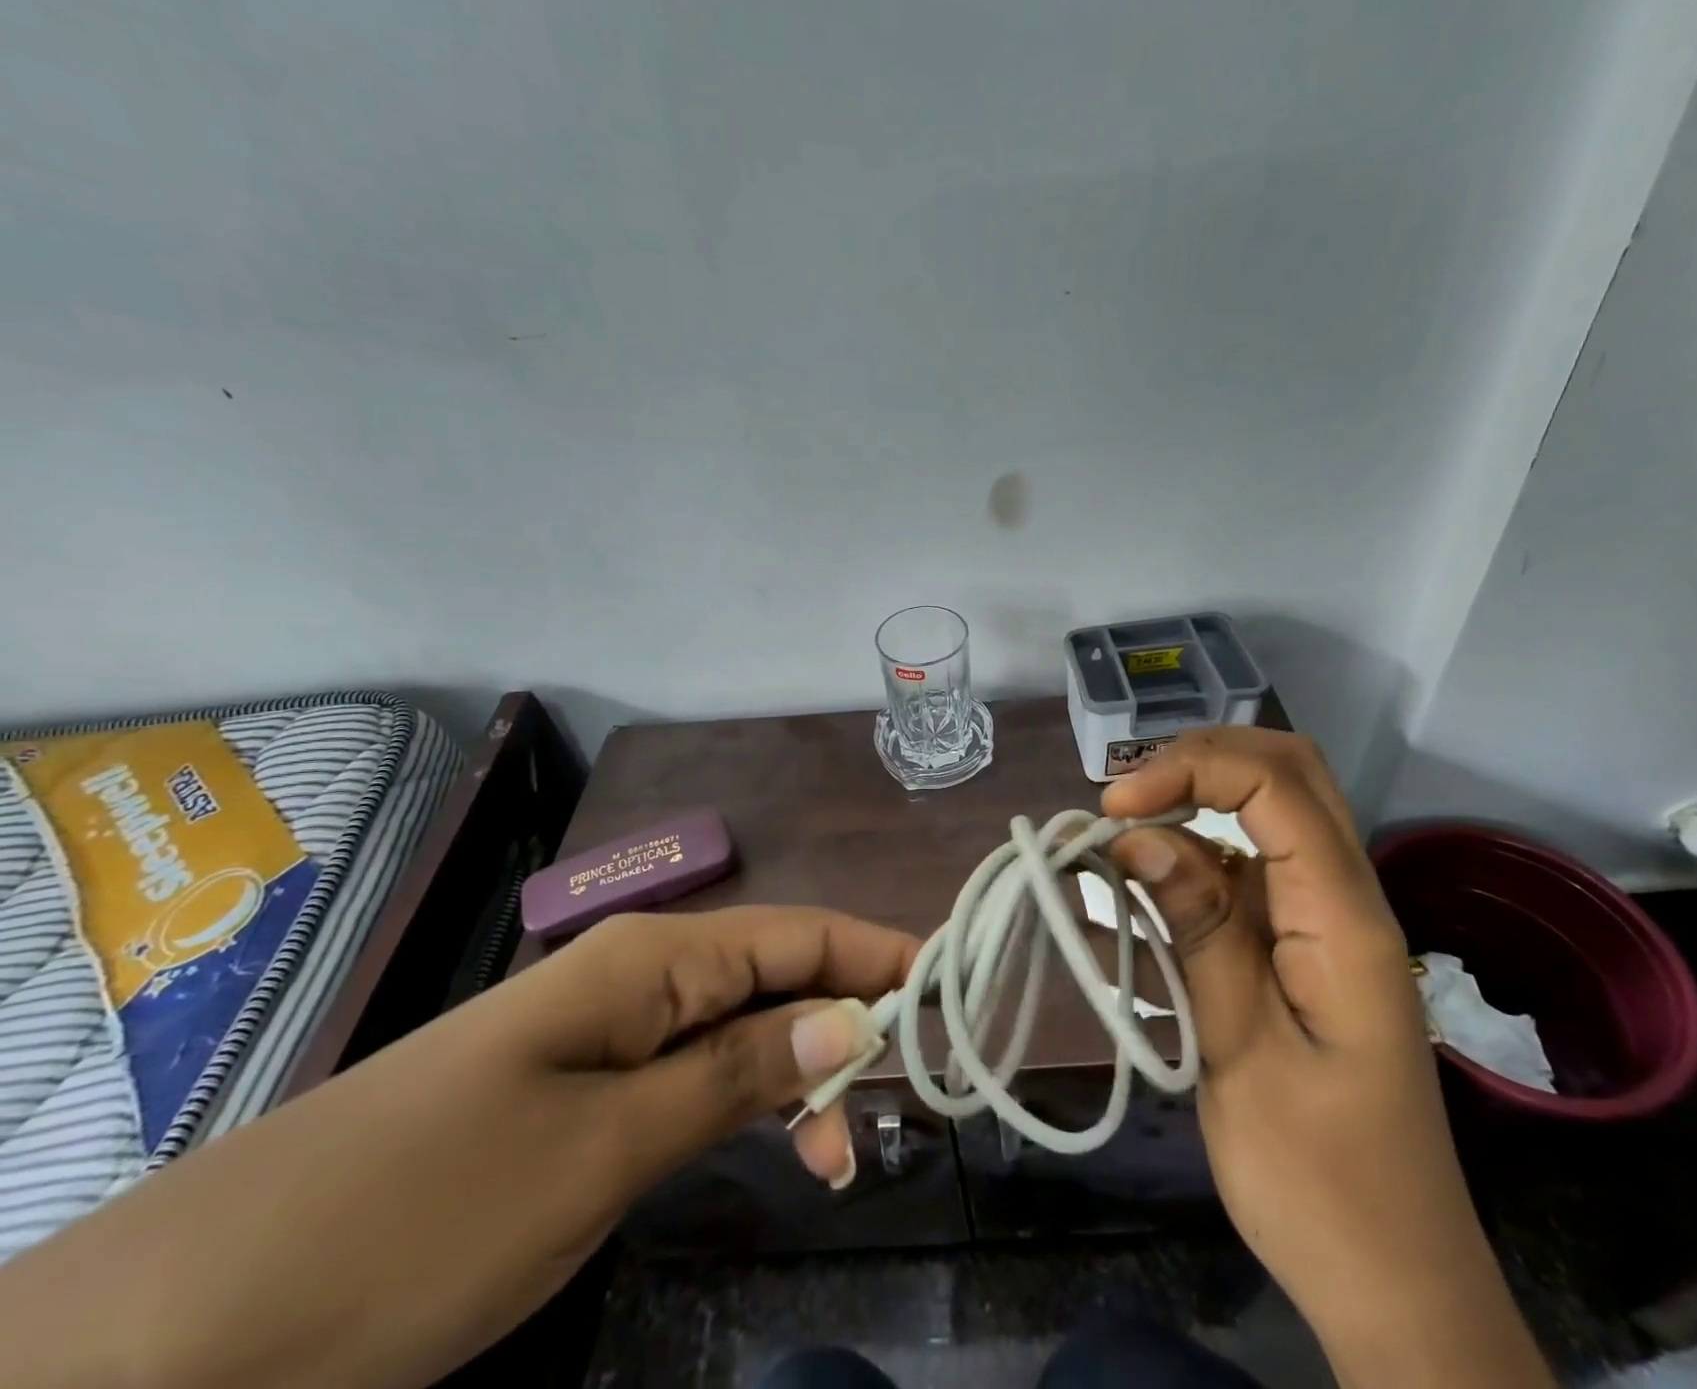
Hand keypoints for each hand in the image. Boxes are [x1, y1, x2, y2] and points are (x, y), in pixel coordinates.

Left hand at [0, 906, 916, 1388]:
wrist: (189, 1322)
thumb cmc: (425, 1210)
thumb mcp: (608, 1145)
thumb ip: (738, 1074)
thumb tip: (852, 1021)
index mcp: (652, 958)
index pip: (798, 933)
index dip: (877, 951)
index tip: (949, 981)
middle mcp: (641, 975)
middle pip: (777, 976)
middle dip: (848, 1023)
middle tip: (902, 1101)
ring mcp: (610, 1032)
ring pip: (742, 1030)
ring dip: (801, 1074)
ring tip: (840, 1154)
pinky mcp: (584, 1089)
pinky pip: (695, 1074)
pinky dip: (746, 1104)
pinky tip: (772, 1146)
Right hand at [1104, 729, 1549, 1388]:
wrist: (1393, 1284)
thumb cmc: (1322, 1183)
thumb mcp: (1243, 1054)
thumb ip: (1199, 932)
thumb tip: (1138, 836)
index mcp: (1344, 919)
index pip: (1277, 786)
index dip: (1190, 770)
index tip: (1115, 808)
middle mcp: (1340, 899)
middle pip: (1285, 775)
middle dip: (1198, 764)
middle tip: (1124, 800)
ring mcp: (1317, 921)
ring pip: (1258, 820)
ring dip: (1183, 816)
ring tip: (1109, 852)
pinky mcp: (1292, 948)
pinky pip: (1236, 879)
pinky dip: (1180, 872)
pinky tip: (1125, 907)